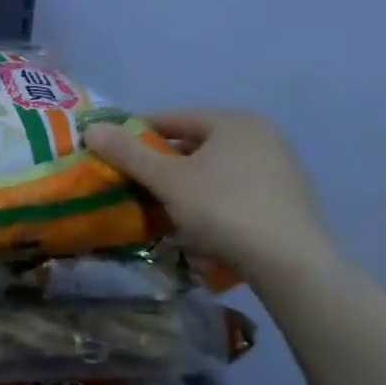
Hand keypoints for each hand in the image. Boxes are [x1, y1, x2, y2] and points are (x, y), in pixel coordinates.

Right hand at [86, 110, 335, 287]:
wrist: (294, 266)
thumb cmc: (225, 210)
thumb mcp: (168, 181)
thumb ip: (128, 153)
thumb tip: (91, 128)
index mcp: (233, 121)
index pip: (173, 118)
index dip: (137, 133)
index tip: (113, 153)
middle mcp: (261, 135)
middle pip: (196, 143)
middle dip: (164, 163)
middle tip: (135, 183)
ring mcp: (281, 167)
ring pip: (217, 169)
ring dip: (188, 184)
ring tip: (163, 207)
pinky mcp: (290, 200)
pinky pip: (238, 190)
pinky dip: (214, 200)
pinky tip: (201, 225)